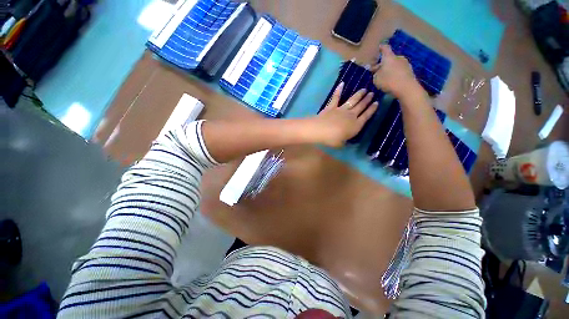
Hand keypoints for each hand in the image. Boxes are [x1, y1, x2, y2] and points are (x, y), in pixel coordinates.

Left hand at [311, 82, 377, 147]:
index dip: (372, 109)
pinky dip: (338, 90)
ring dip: (359, 95)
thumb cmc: (332, 139)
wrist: (320, 130)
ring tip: (364, 89)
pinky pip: (336, 97)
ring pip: (352, 100)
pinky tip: (342, 83)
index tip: (377, 103)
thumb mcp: (341, 144)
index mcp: (356, 125)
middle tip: (372, 93)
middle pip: (361, 106)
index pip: (366, 116)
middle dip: (367, 100)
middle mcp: (351, 115)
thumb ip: (344, 141)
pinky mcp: (332, 107)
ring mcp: (341, 109)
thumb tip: (344, 140)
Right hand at [371, 44, 424, 98]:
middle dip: (383, 63)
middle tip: (377, 71)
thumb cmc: (388, 81)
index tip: (378, 48)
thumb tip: (377, 70)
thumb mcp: (376, 79)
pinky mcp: (409, 71)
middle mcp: (398, 57)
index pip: (385, 48)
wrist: (406, 88)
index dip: (381, 48)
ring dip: (389, 69)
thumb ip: (375, 73)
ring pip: (395, 64)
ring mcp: (405, 64)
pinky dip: (395, 74)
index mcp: (389, 57)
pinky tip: (392, 81)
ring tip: (384, 77)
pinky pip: (400, 70)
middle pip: (389, 58)